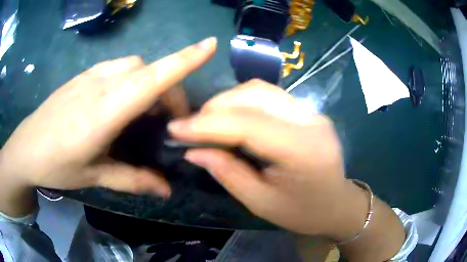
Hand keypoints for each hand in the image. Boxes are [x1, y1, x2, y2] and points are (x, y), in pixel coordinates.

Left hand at [0, 37, 216, 196]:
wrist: (25, 148)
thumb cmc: (56, 165)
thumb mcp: (94, 176)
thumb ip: (132, 180)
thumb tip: (167, 190)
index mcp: (105, 110)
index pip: (152, 77)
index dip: (185, 58)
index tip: (210, 44)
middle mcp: (100, 84)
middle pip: (149, 69)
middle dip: (168, 89)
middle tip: (167, 121)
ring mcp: (90, 75)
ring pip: (134, 64)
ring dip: (149, 82)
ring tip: (144, 111)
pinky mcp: (82, 76)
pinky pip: (117, 67)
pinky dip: (131, 79)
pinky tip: (120, 101)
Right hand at [168, 80, 362, 236]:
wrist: (336, 205)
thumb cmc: (303, 213)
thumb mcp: (261, 203)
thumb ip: (228, 173)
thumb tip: (193, 151)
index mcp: (304, 151)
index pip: (249, 124)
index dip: (207, 123)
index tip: (175, 128)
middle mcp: (311, 121)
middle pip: (255, 96)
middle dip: (215, 108)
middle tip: (190, 127)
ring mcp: (312, 112)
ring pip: (260, 90)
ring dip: (227, 102)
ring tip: (207, 122)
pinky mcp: (307, 111)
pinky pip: (269, 96)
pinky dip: (242, 103)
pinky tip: (230, 118)